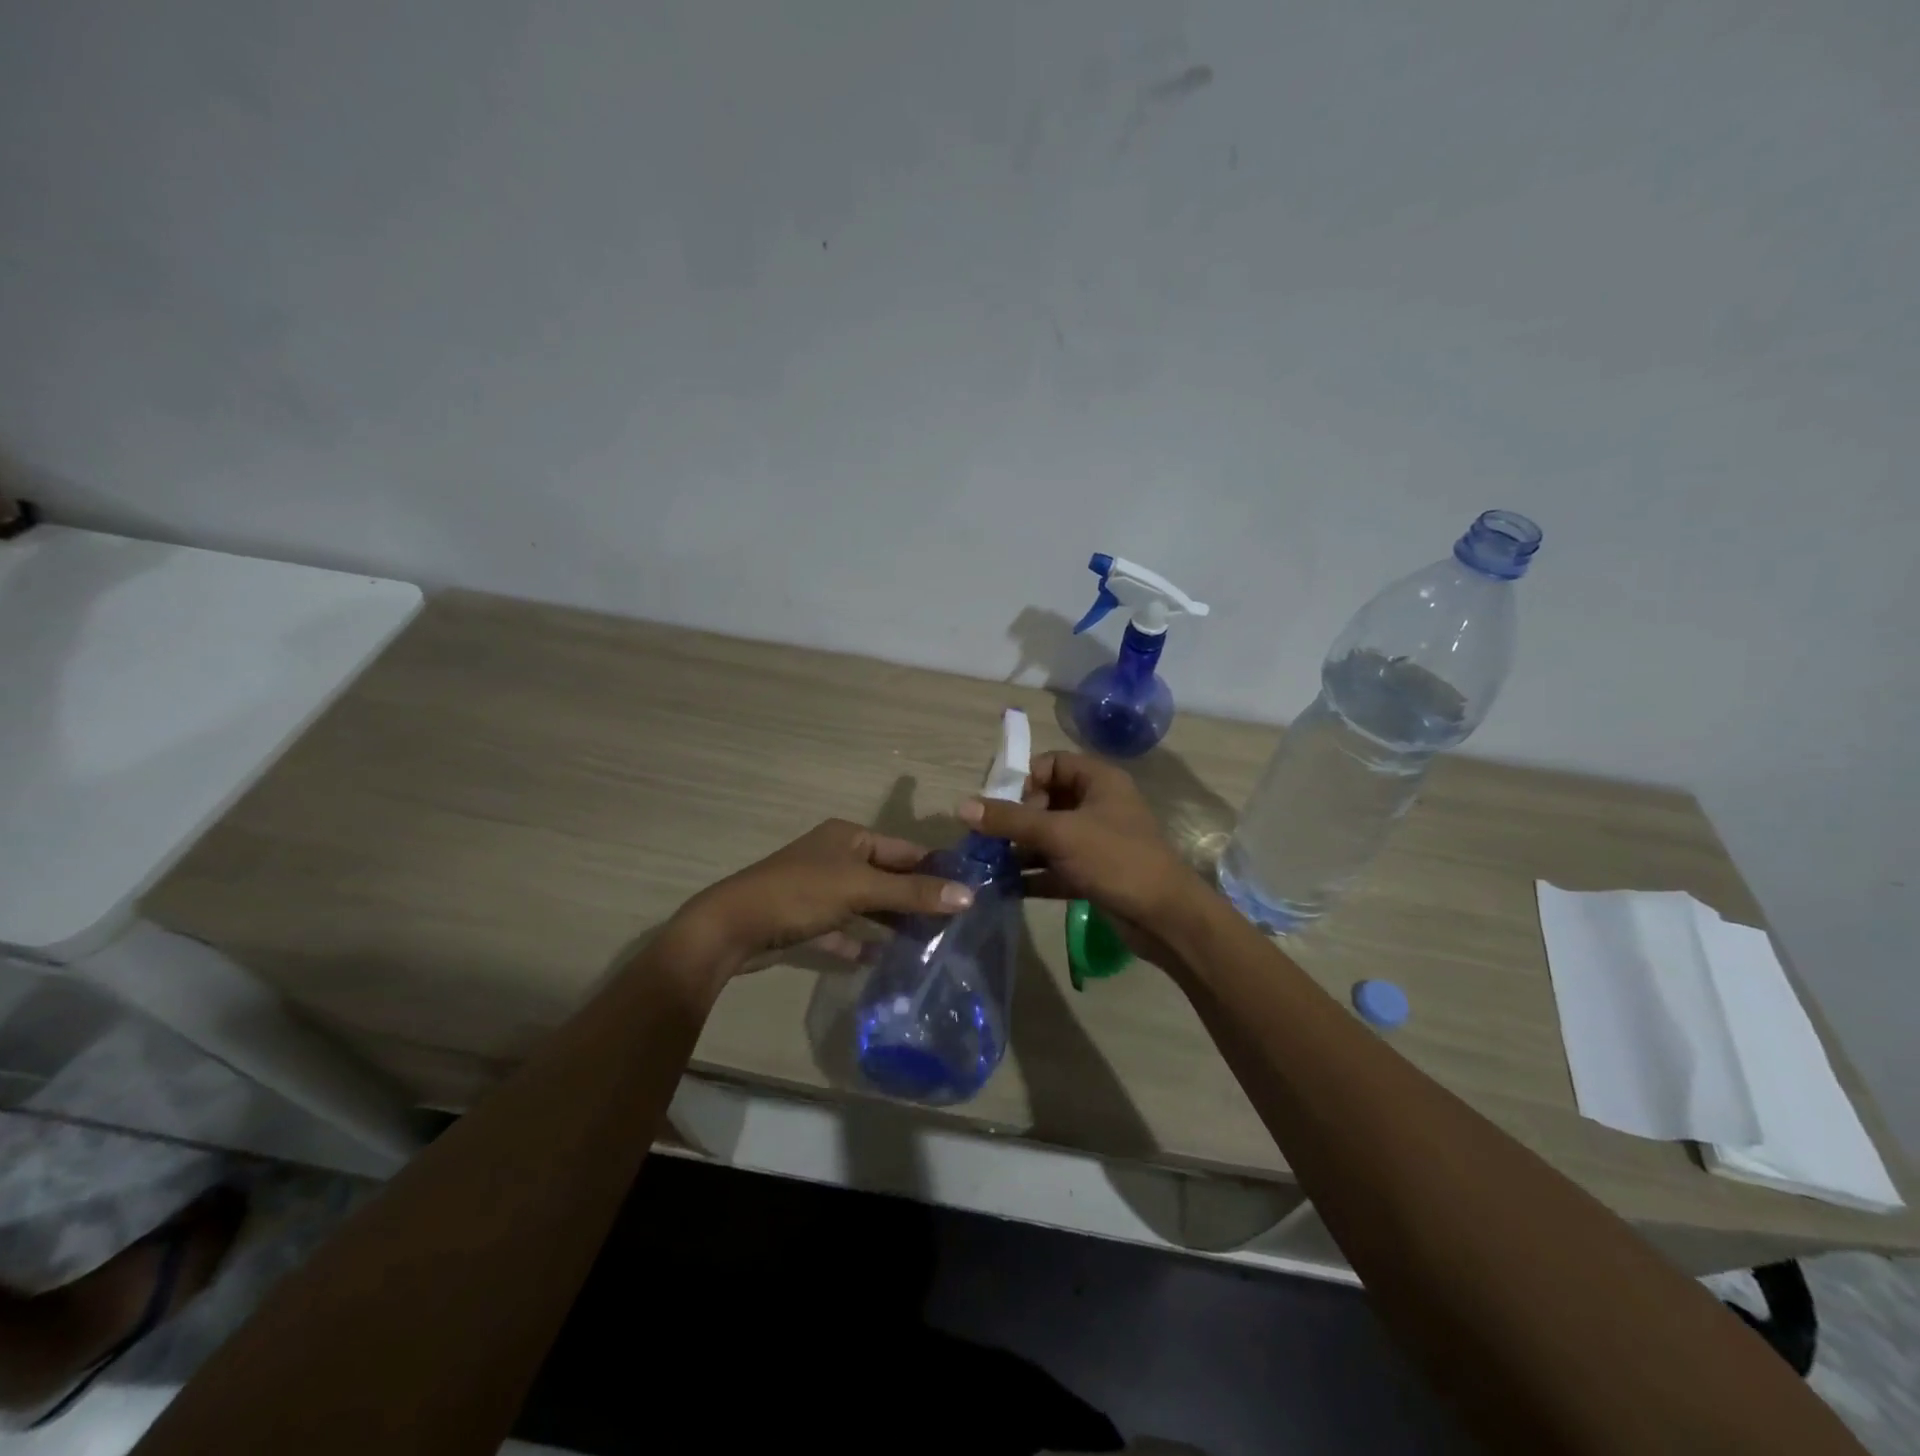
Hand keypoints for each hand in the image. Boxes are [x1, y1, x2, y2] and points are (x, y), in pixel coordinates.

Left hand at [673, 819, 971, 970]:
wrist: (732, 928)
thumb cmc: (800, 894)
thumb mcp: (860, 889)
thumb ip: (913, 892)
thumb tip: (969, 895)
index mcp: (849, 837)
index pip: (904, 849)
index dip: (935, 868)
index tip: (968, 891)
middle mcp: (835, 857)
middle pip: (886, 876)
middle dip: (916, 897)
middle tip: (954, 923)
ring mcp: (819, 889)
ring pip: (866, 903)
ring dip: (892, 920)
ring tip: (930, 942)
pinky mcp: (806, 920)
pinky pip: (843, 929)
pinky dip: (861, 942)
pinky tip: (883, 959)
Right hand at [957, 752, 1200, 927]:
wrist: (1165, 918)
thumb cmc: (1116, 860)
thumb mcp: (1059, 834)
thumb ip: (1010, 820)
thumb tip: (962, 806)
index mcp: (1098, 781)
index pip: (1051, 764)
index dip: (1025, 780)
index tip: (1004, 806)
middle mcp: (1097, 805)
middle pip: (1045, 801)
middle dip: (1016, 819)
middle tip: (993, 839)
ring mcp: (1095, 841)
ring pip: (1048, 836)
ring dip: (1019, 849)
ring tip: (987, 863)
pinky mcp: (1092, 873)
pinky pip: (1054, 866)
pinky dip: (1032, 875)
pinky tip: (1003, 887)